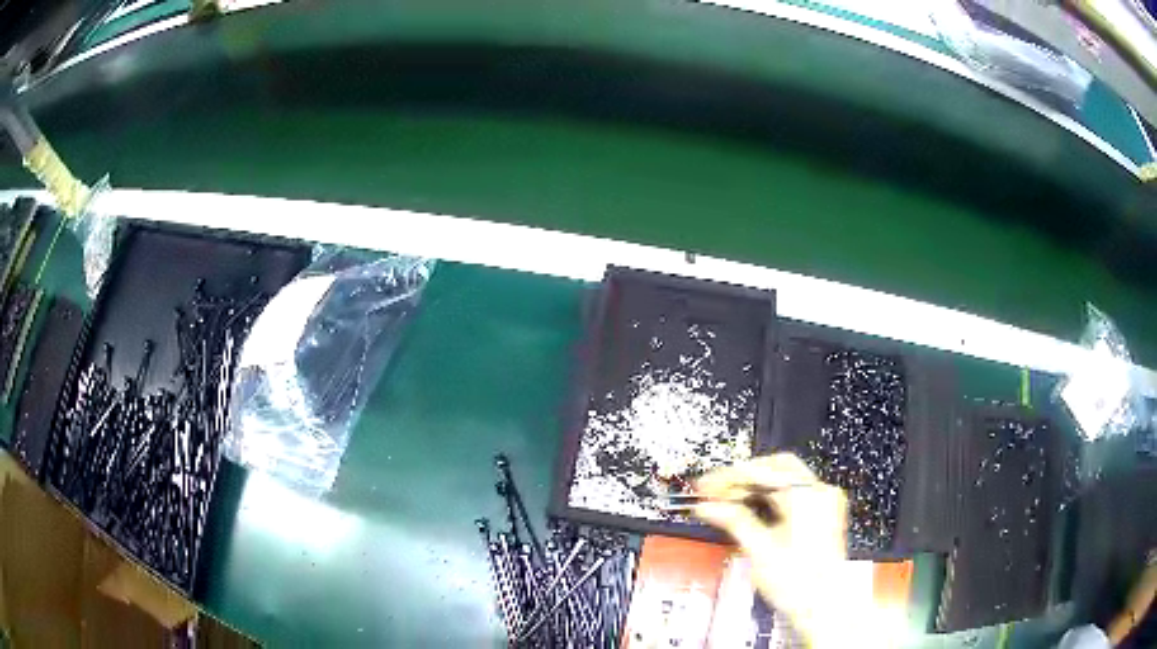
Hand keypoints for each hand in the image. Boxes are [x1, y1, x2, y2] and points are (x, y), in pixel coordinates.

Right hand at [694, 454, 871, 647]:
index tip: (704, 487)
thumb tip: (707, 506)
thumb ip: (733, 521)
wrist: (822, 608)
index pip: (762, 471)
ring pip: (784, 480)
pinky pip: (793, 494)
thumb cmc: (796, 583)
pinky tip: (751, 510)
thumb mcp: (759, 550)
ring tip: (727, 502)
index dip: (728, 477)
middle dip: (743, 478)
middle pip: (775, 468)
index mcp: (806, 495)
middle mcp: (819, 492)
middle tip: (714, 492)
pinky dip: (769, 499)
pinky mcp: (822, 515)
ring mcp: (824, 503)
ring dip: (755, 488)